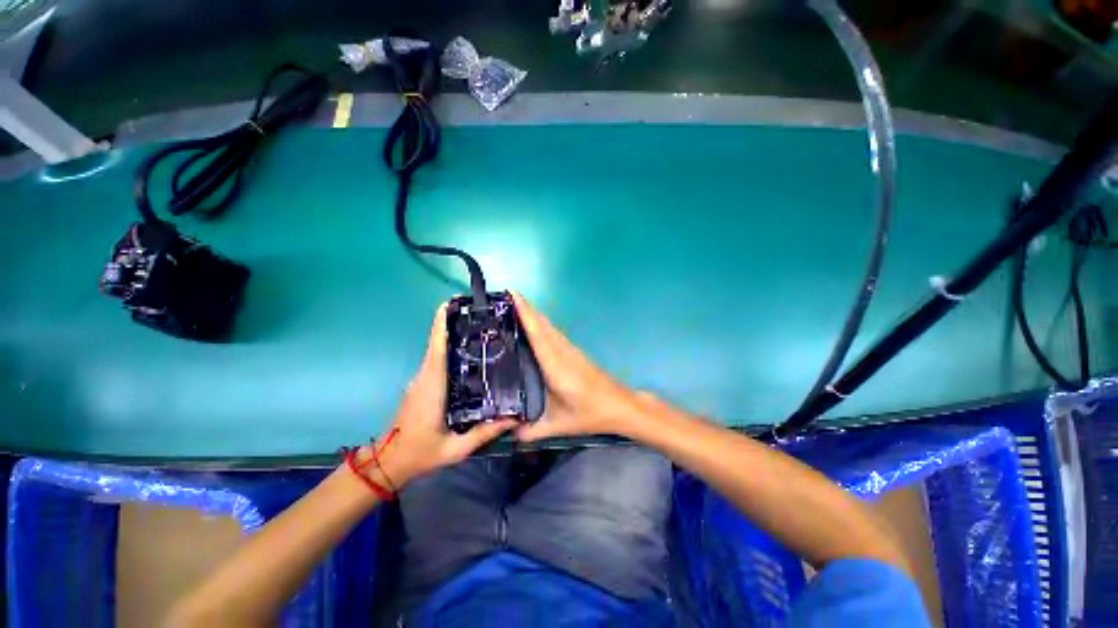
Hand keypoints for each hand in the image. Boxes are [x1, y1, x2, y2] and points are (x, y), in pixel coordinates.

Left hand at [372, 304, 516, 487]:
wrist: (389, 462)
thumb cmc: (421, 453)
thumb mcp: (456, 448)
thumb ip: (485, 432)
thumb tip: (514, 418)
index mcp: (433, 385)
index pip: (437, 346)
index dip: (442, 323)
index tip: (452, 303)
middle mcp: (426, 376)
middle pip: (439, 343)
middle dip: (455, 324)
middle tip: (482, 316)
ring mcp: (422, 379)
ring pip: (438, 350)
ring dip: (453, 336)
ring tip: (481, 330)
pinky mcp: (423, 384)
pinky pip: (438, 361)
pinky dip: (450, 349)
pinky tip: (471, 354)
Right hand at [511, 293, 643, 442]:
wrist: (620, 406)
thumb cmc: (591, 414)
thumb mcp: (560, 426)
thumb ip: (532, 431)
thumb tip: (508, 433)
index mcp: (557, 368)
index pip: (538, 336)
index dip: (526, 315)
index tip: (514, 297)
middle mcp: (563, 353)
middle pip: (543, 325)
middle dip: (526, 308)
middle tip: (507, 296)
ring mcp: (571, 351)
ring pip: (550, 327)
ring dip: (535, 314)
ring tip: (516, 306)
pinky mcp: (575, 353)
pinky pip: (555, 334)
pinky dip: (543, 325)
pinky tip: (536, 326)